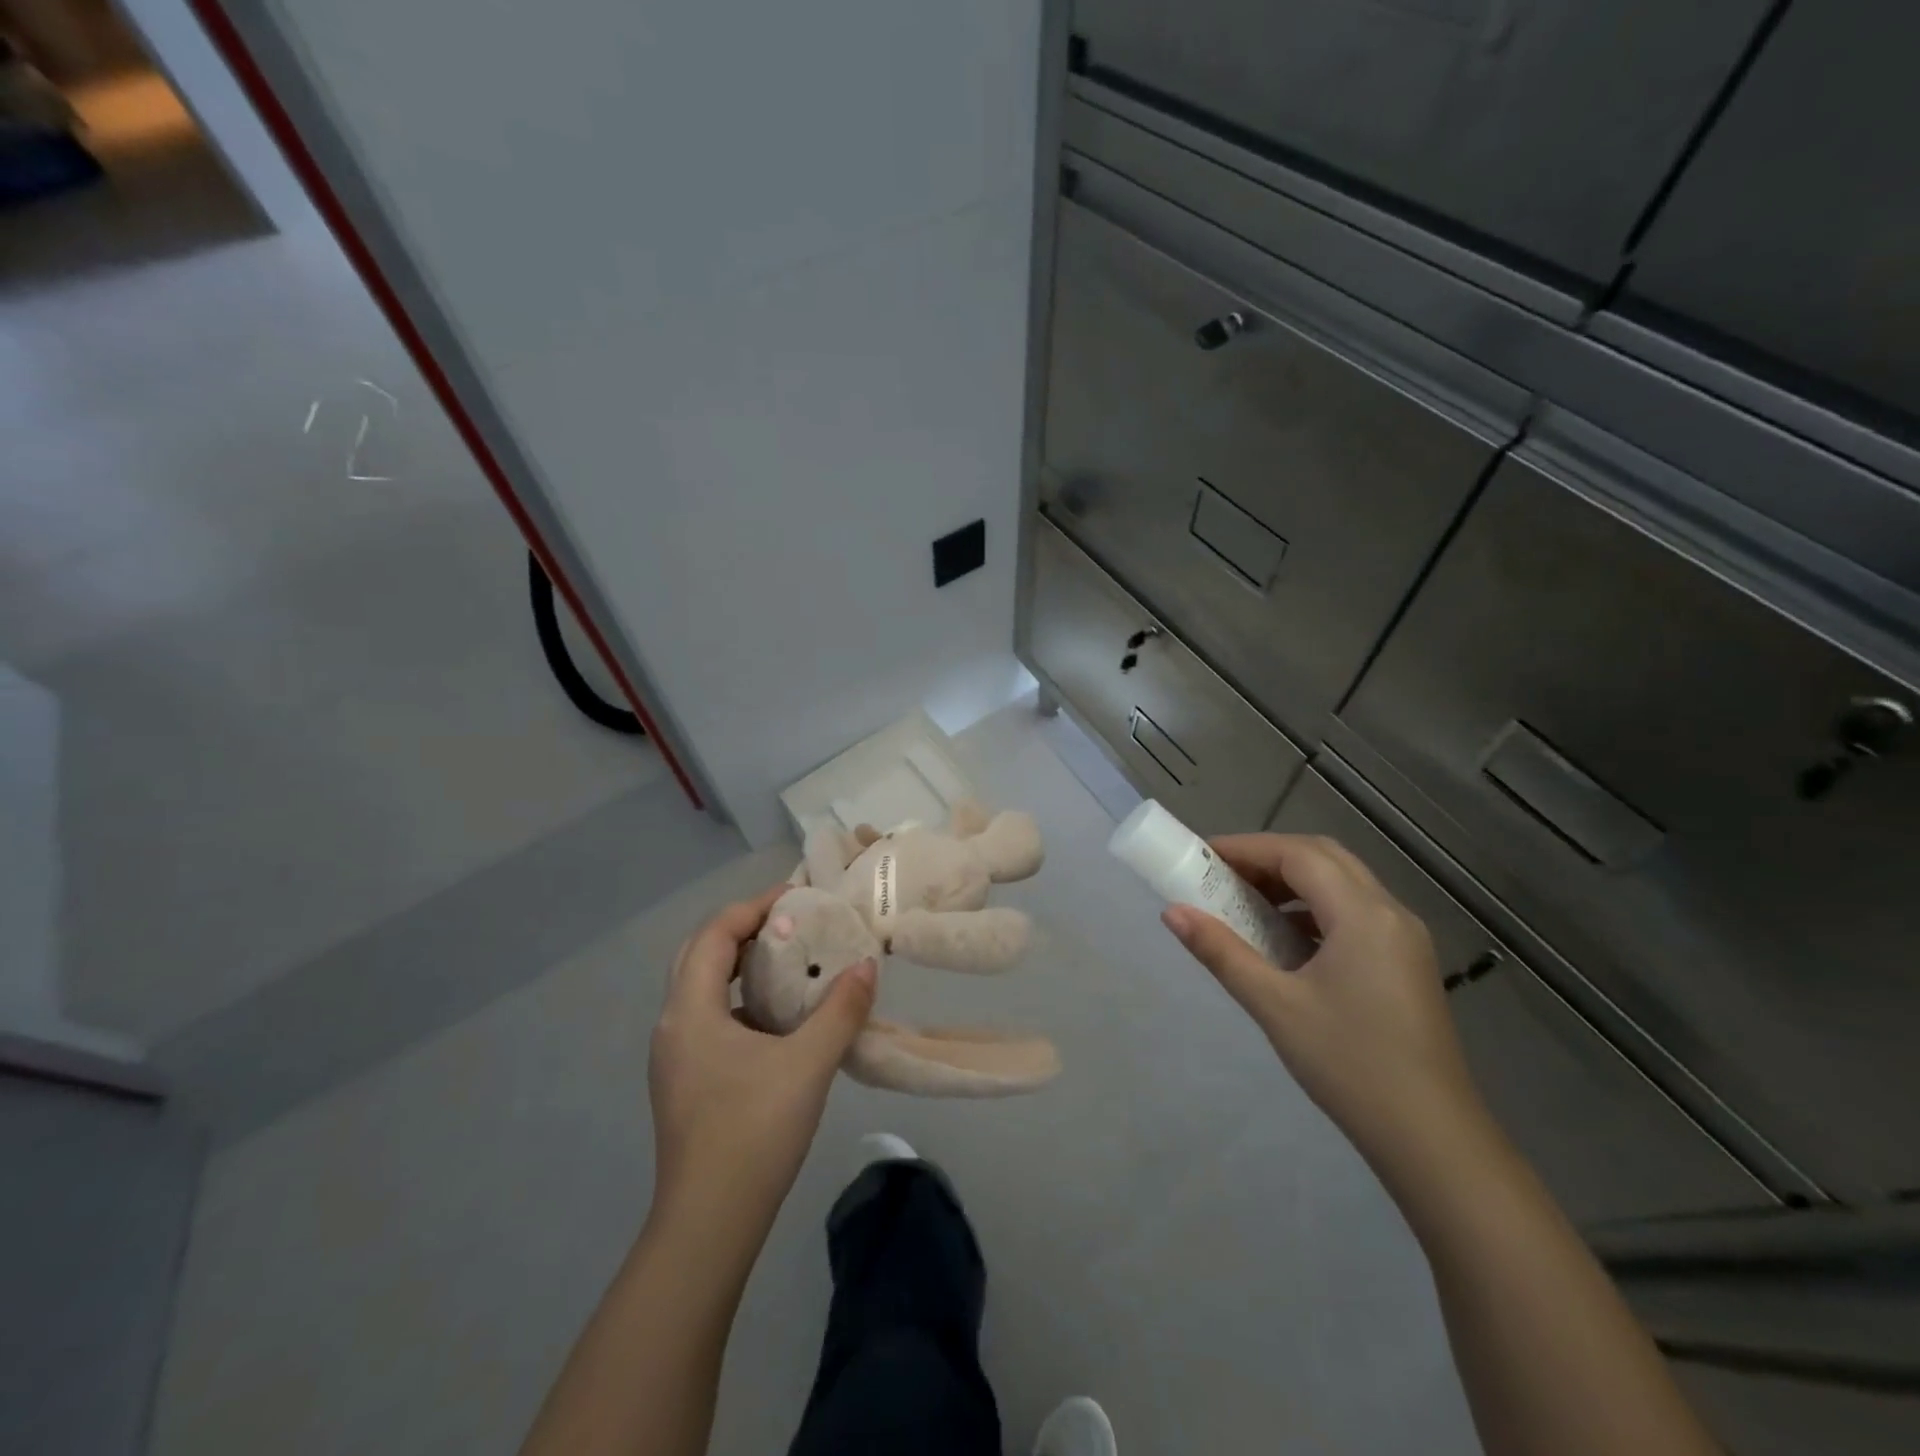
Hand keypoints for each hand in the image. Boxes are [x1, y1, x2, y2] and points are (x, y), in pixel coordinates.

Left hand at [648, 886, 876, 1236]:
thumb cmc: (753, 1132)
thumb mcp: (808, 1064)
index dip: (754, 907)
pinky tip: (780, 1020)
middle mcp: (673, 1025)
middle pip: (701, 954)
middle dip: (745, 930)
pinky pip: (710, 1019)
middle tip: (791, 924)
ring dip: (742, 966)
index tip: (797, 897)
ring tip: (790, 963)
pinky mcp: (686, 1082)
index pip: (714, 933)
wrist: (708, 1225)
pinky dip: (742, 1002)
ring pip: (703, 989)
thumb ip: (841, 1010)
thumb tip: (867, 965)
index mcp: (690, 1011)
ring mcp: (675, 1057)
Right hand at [1162, 834, 1486, 1171]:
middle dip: (1269, 857)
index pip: (1298, 854)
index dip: (1247, 848)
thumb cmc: (1349, 1064)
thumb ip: (1221, 951)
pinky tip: (1286, 939)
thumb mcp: (1274, 1005)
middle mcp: (1391, 913)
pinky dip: (1314, 908)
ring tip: (1246, 904)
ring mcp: (1404, 938)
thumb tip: (1172, 912)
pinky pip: (1355, 912)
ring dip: (1293, 881)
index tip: (1202, 856)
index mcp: (1363, 915)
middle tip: (1222, 875)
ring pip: (1343, 883)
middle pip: (1324, 857)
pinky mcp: (1406, 963)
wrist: (1432, 1140)